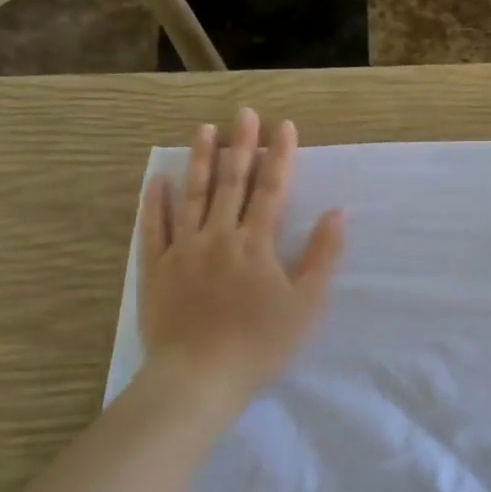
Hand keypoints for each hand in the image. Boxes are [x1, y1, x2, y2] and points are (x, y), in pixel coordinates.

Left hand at [136, 109, 343, 405]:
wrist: (199, 378)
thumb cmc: (260, 344)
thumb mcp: (306, 304)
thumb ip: (322, 256)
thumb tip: (337, 213)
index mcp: (256, 243)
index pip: (271, 189)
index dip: (279, 156)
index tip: (284, 125)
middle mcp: (218, 236)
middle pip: (231, 183)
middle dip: (240, 146)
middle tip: (243, 113)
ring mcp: (182, 250)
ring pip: (192, 196)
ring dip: (201, 161)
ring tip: (204, 130)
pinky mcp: (155, 269)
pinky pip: (153, 228)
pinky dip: (155, 202)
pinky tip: (158, 179)